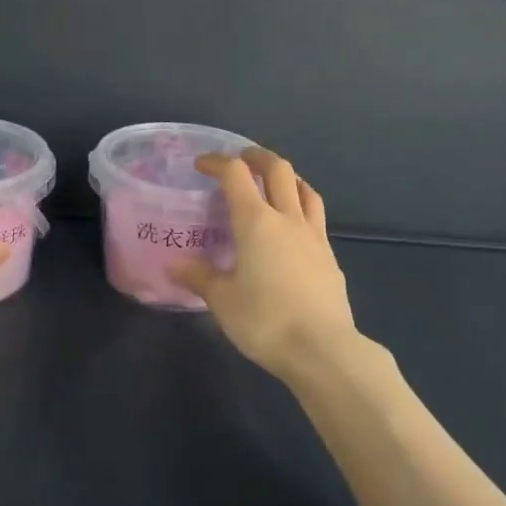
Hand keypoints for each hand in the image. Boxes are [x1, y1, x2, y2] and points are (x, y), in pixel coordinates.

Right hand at [171, 147, 380, 387]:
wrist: (323, 348)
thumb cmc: (265, 321)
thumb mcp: (223, 301)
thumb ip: (199, 277)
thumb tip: (174, 265)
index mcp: (256, 222)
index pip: (236, 174)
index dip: (218, 162)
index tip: (202, 164)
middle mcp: (287, 219)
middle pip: (278, 169)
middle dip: (258, 157)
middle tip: (242, 160)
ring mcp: (314, 236)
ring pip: (305, 190)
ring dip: (288, 178)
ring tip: (275, 184)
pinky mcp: (330, 257)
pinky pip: (316, 219)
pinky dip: (302, 209)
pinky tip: (294, 230)